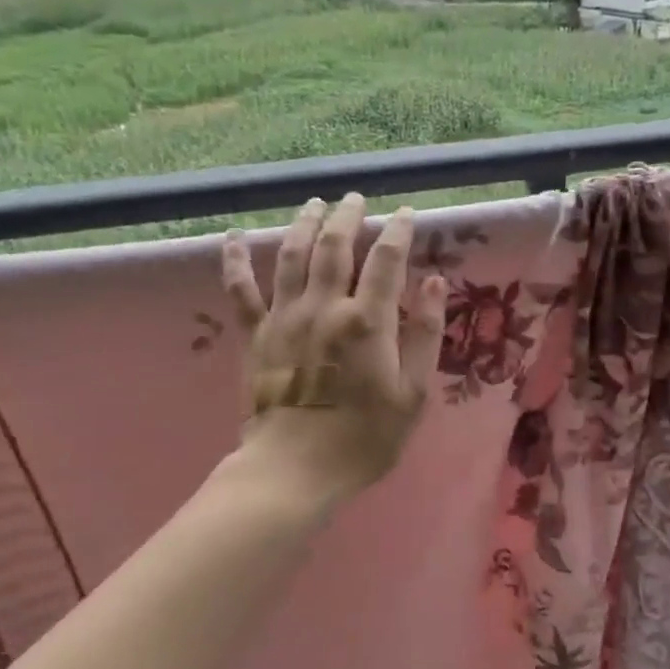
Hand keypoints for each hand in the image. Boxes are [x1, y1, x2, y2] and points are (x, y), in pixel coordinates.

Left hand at [223, 194, 447, 503]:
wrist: (294, 470)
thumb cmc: (364, 438)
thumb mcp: (413, 393)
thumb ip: (425, 334)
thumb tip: (434, 283)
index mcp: (367, 321)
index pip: (386, 260)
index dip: (398, 231)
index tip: (405, 214)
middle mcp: (324, 307)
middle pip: (335, 246)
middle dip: (347, 216)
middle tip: (355, 198)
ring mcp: (284, 318)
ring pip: (292, 255)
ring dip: (304, 223)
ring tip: (314, 203)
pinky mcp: (256, 335)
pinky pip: (241, 290)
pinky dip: (237, 260)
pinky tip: (235, 236)